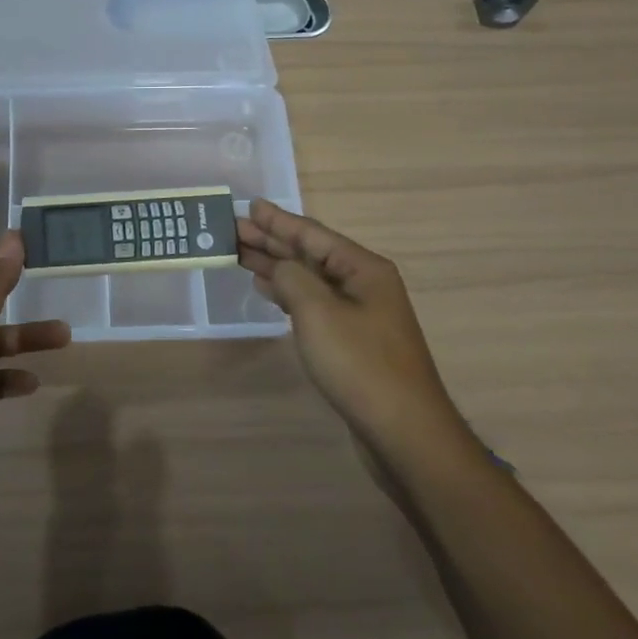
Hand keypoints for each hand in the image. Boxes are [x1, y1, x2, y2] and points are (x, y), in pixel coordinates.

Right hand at [237, 200, 466, 466]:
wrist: (403, 432)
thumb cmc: (360, 364)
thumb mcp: (318, 311)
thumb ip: (291, 277)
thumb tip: (279, 267)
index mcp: (363, 268)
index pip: (312, 235)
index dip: (278, 220)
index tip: (250, 206)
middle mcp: (364, 284)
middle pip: (310, 254)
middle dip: (272, 240)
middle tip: (233, 229)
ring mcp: (360, 314)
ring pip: (309, 279)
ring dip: (275, 266)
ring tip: (240, 254)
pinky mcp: (352, 341)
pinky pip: (313, 303)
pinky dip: (287, 293)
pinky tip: (266, 289)